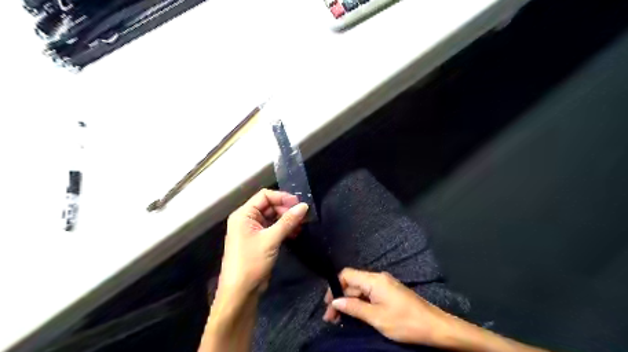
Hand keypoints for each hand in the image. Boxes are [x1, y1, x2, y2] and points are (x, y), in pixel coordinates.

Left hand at [219, 189, 307, 295]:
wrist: (240, 292)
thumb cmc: (251, 262)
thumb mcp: (271, 239)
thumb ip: (288, 221)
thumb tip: (305, 206)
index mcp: (244, 214)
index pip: (265, 196)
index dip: (282, 198)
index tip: (299, 204)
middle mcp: (247, 219)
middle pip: (269, 206)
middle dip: (286, 209)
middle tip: (303, 217)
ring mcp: (253, 230)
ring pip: (273, 218)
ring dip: (287, 220)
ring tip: (302, 225)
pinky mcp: (259, 241)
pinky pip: (273, 228)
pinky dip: (284, 229)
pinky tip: (295, 233)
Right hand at [321, 270, 447, 345]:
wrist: (434, 326)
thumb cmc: (405, 322)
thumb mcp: (377, 318)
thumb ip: (355, 308)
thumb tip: (336, 301)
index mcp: (374, 280)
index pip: (347, 275)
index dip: (334, 287)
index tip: (328, 304)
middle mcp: (378, 277)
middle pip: (352, 282)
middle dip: (340, 297)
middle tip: (331, 317)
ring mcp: (384, 284)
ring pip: (360, 289)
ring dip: (348, 301)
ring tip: (339, 318)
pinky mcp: (388, 291)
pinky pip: (368, 293)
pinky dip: (359, 302)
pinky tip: (355, 313)